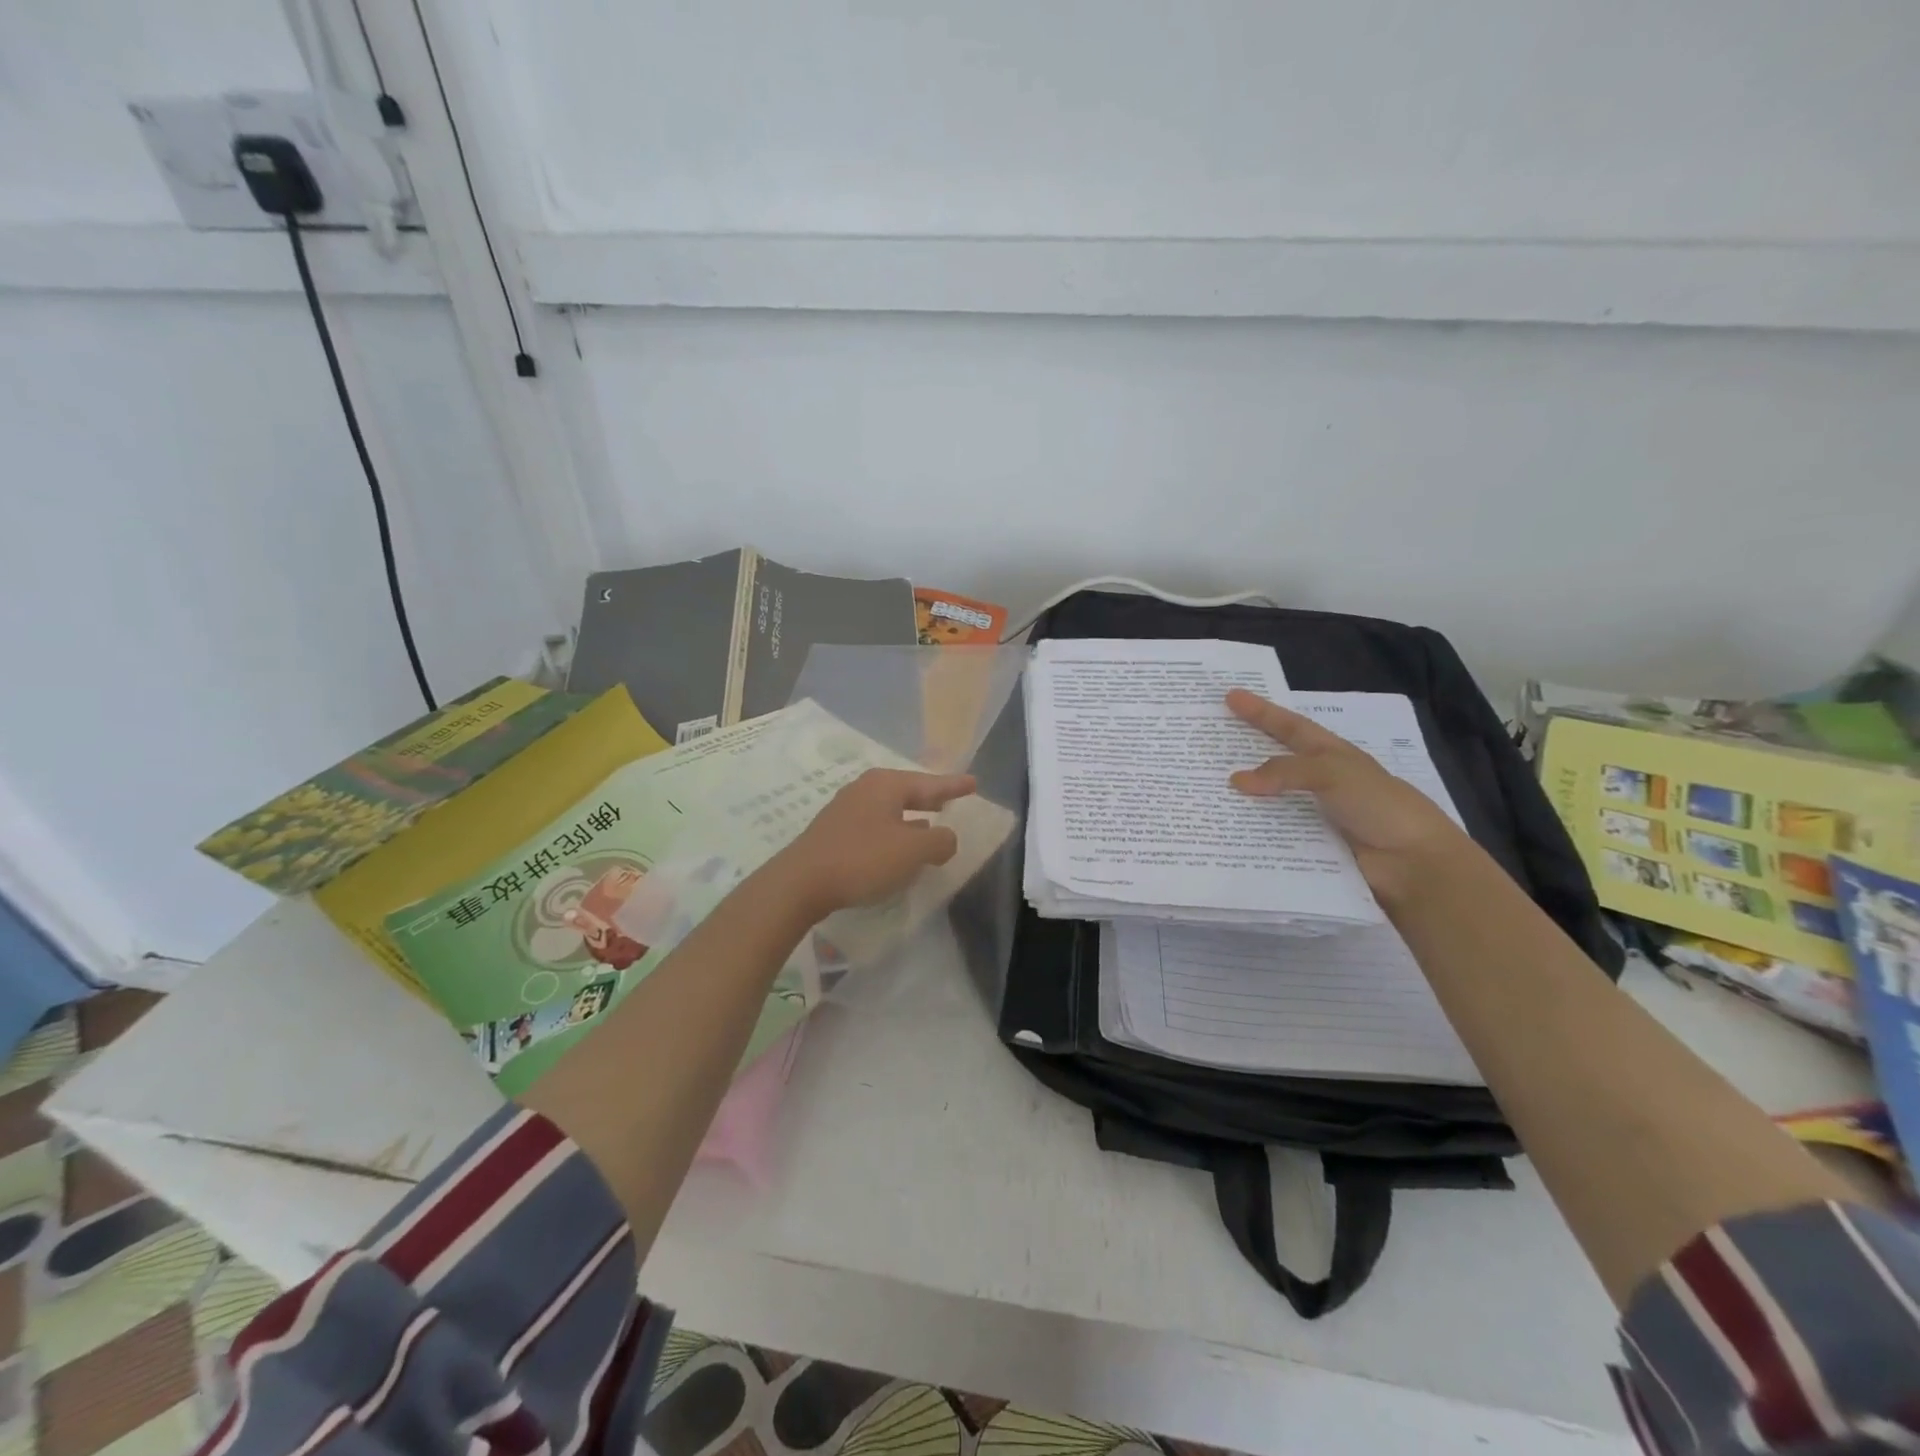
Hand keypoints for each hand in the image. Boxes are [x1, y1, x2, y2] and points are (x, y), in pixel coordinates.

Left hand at [769, 768, 977, 917]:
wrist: (801, 882)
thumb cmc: (862, 859)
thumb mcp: (912, 851)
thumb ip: (939, 841)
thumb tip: (946, 838)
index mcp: (886, 785)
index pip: (929, 782)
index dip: (953, 785)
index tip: (974, 783)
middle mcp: (865, 789)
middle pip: (907, 791)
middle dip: (930, 797)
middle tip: (951, 799)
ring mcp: (846, 809)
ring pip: (890, 808)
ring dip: (911, 817)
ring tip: (929, 823)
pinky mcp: (834, 832)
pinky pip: (875, 824)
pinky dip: (893, 831)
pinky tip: (897, 847)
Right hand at [1225, 690, 1466, 902]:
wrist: (1413, 862)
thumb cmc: (1379, 805)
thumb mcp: (1332, 773)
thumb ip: (1285, 771)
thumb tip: (1235, 781)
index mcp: (1330, 755)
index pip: (1289, 726)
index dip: (1261, 711)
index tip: (1231, 697)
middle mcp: (1320, 781)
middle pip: (1274, 762)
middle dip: (1243, 753)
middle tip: (1206, 745)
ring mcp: (1315, 814)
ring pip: (1270, 800)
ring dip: (1242, 798)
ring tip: (1204, 792)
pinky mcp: (1310, 844)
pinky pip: (1274, 833)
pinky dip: (1252, 831)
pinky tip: (1225, 831)